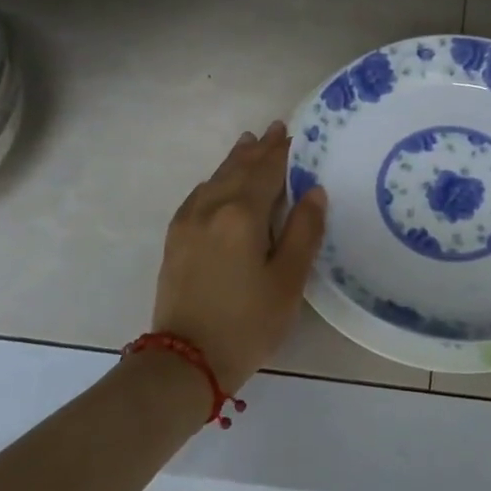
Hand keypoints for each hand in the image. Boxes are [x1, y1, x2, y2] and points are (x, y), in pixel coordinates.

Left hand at [152, 121, 327, 393]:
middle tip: (274, 129)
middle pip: (238, 169)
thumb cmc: (248, 322)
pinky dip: (214, 181)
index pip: (266, 172)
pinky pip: (198, 196)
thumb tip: (314, 191)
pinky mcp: (176, 240)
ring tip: (248, 143)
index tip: (291, 132)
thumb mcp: (288, 280)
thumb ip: (304, 231)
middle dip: (258, 150)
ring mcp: (188, 223)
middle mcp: (211, 208)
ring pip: (215, 179)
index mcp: (242, 214)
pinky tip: (218, 183)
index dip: (281, 152)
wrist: (185, 361)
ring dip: (235, 161)